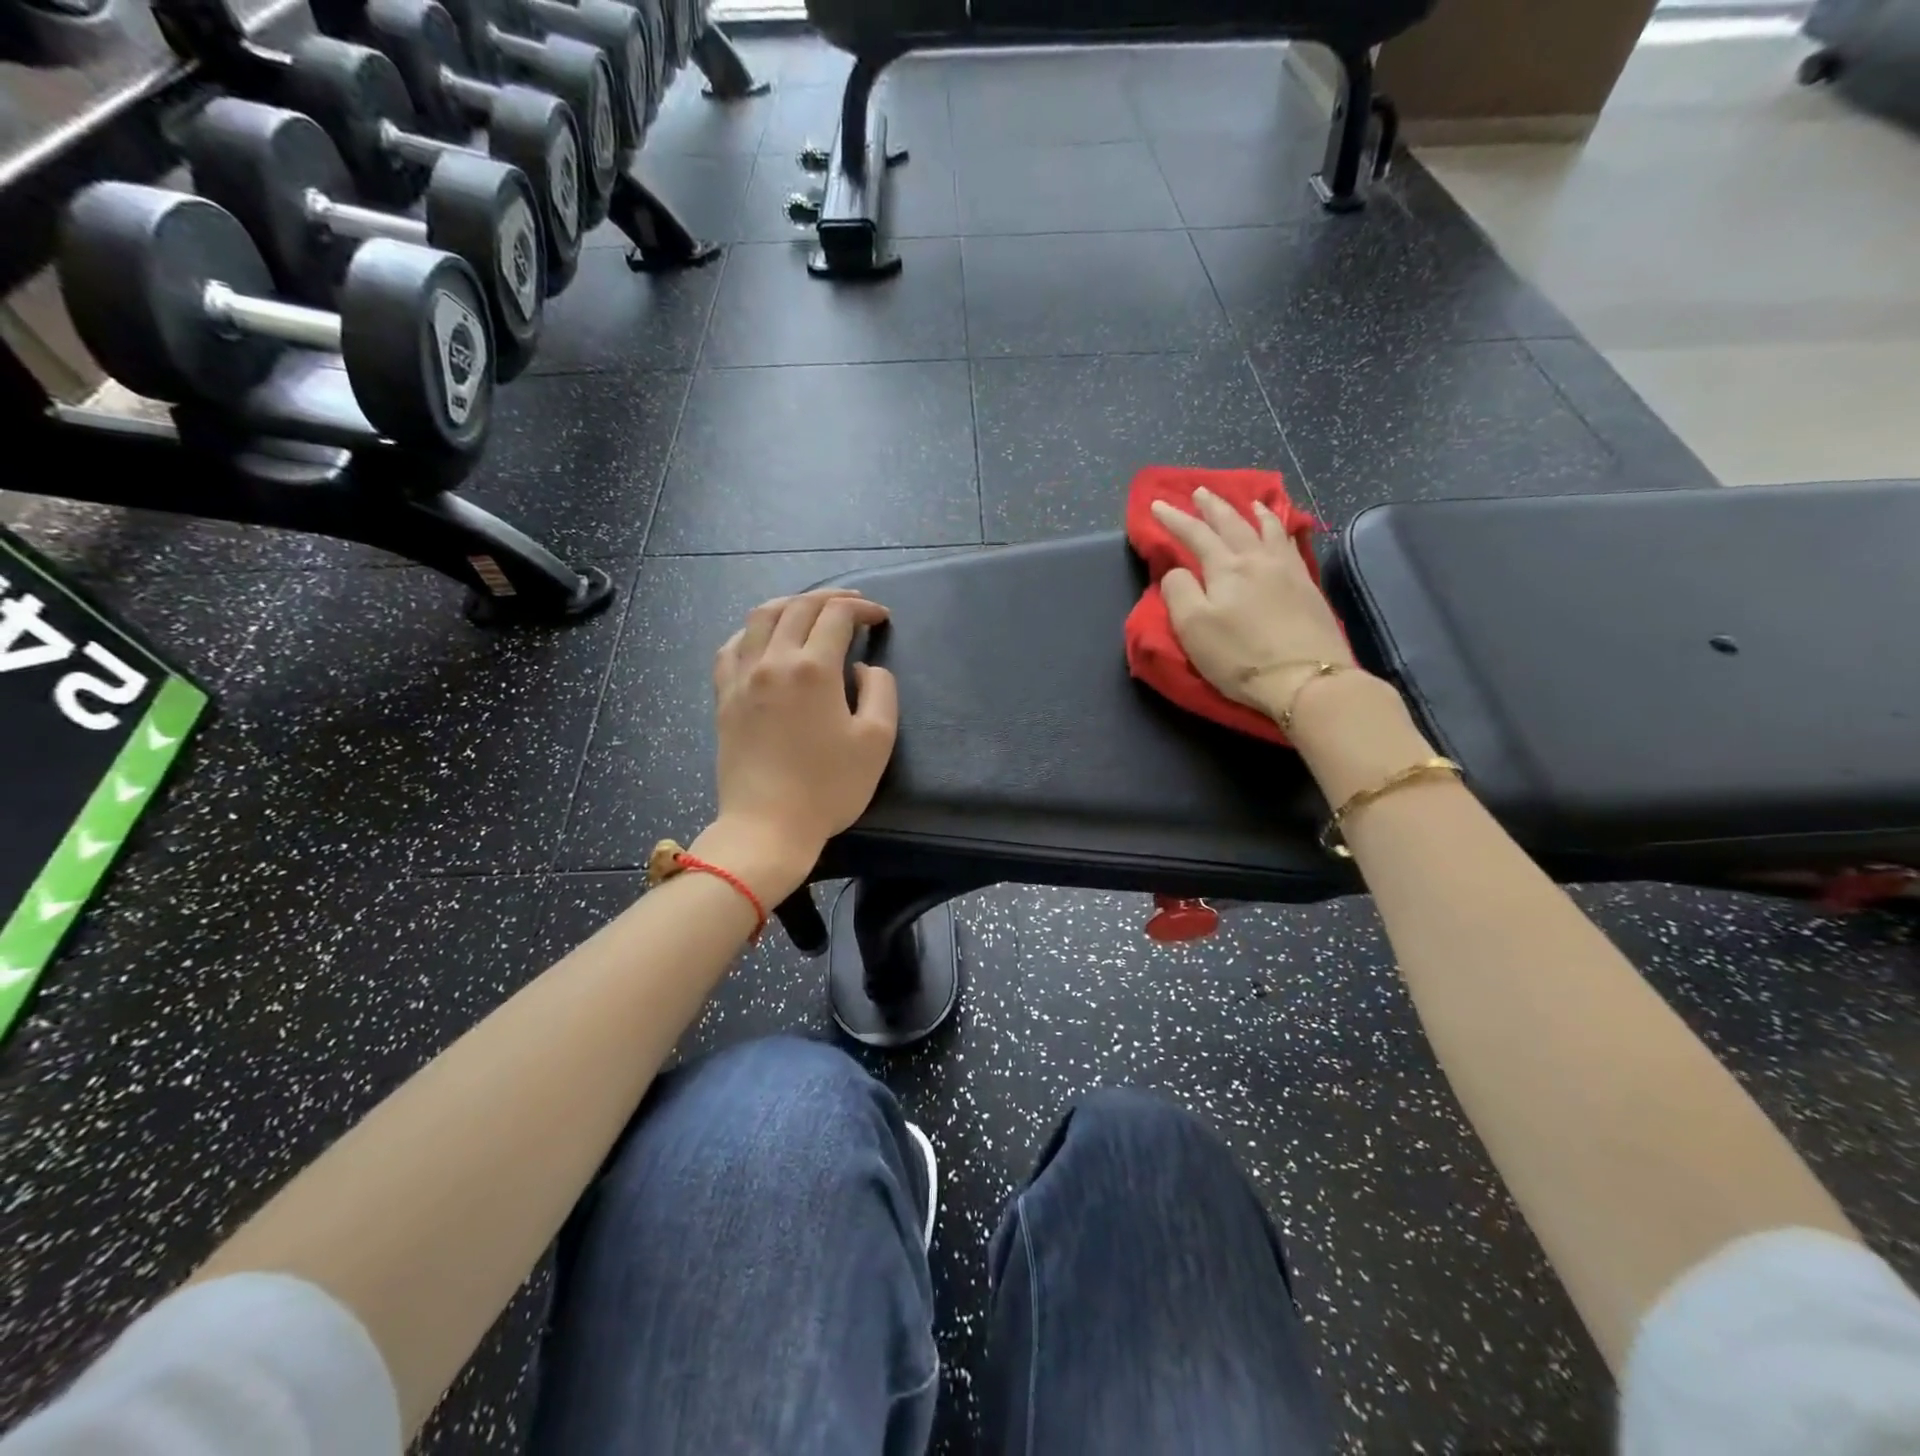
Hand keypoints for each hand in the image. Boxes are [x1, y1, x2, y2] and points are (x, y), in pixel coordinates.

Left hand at [707, 590, 898, 885]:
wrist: (768, 825)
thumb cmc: (829, 787)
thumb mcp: (877, 740)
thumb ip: (880, 691)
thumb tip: (863, 668)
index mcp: (813, 669)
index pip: (837, 615)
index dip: (862, 609)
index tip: (881, 617)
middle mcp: (773, 661)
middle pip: (798, 607)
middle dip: (830, 598)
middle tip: (853, 605)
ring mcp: (742, 677)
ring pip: (760, 617)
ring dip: (790, 604)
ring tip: (809, 609)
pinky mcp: (724, 696)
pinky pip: (732, 646)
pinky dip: (752, 631)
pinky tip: (763, 638)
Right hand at [1151, 488, 1356, 713]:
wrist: (1307, 678)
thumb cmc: (1240, 656)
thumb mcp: (1193, 628)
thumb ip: (1178, 592)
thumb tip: (1177, 571)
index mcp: (1225, 568)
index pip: (1194, 535)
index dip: (1174, 520)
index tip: (1157, 506)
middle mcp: (1257, 559)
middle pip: (1232, 524)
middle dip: (1212, 506)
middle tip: (1200, 492)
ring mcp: (1287, 570)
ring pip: (1267, 529)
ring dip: (1252, 512)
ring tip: (1248, 502)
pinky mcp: (1308, 587)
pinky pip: (1290, 544)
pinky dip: (1281, 529)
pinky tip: (1282, 531)